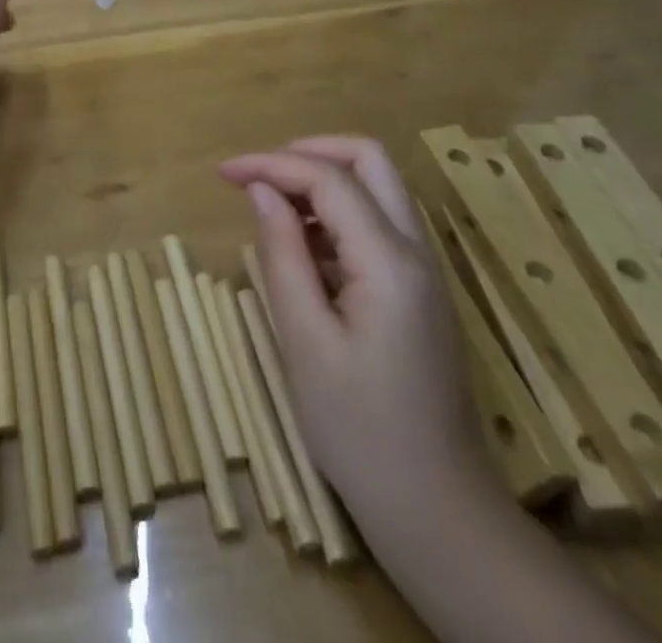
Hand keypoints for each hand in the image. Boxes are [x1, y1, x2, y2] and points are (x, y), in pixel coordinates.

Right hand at [218, 136, 480, 510]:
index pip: (328, 180)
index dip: (271, 164)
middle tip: (260, 173)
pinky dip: (338, 213)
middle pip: (370, 160)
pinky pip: (379, 223)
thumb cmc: (360, 431)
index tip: (223, 173)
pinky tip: (304, 248)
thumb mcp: (305, 341)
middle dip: (309, 152)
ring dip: (324, 180)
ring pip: (378, 187)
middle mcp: (416, 251)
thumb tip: (260, 190)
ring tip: (273, 208)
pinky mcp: (420, 289)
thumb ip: (282, 255)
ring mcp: (425, 270)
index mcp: (389, 262)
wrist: (438, 510)